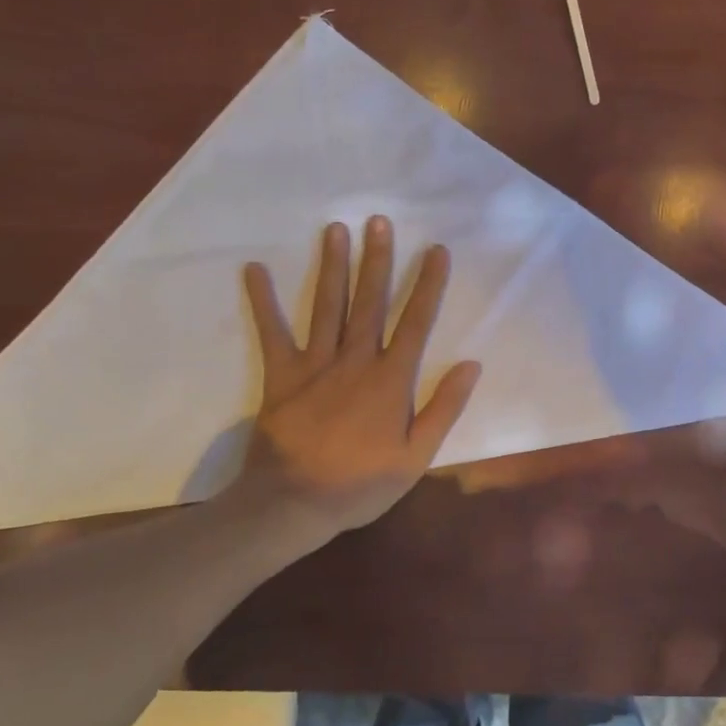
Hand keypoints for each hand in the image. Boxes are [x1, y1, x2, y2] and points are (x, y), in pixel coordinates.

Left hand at [237, 216, 480, 535]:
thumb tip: (471, 364)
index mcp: (391, 379)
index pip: (416, 322)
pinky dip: (263, 301)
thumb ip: (444, 408)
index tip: (436, 250)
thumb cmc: (362, 483)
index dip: (428, 285)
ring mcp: (315, 364)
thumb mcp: (417, 455)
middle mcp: (355, 360)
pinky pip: (272, 332)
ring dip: (333, 266)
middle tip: (379, 221)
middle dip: (378, 260)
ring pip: (328, 306)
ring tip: (335, 229)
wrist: (294, 504)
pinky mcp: (281, 375)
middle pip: (370, 301)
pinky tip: (255, 269)